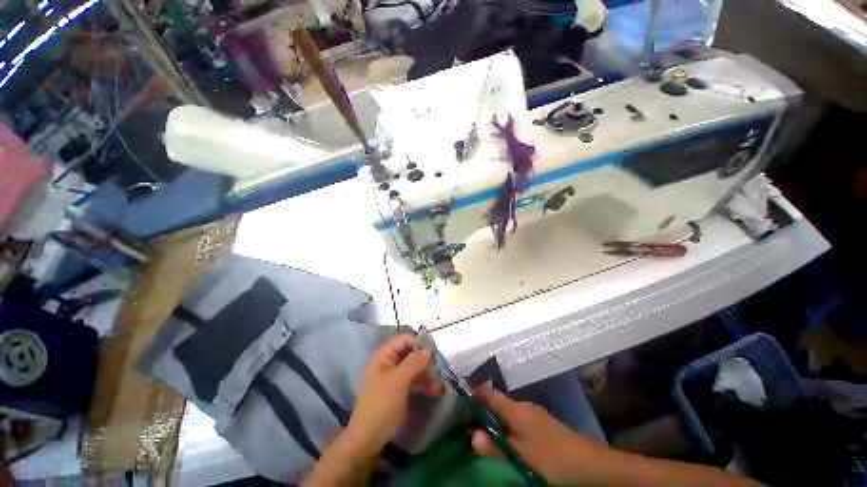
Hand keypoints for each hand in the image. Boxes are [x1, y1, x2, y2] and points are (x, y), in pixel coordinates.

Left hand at [345, 334, 441, 453]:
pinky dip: (423, 384)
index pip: (404, 339)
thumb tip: (428, 349)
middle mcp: (389, 362)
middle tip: (437, 369)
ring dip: (426, 374)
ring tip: (439, 385)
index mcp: (384, 355)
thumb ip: (414, 362)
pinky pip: (413, 380)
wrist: (368, 438)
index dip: (418, 343)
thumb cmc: (381, 404)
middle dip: (424, 361)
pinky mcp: (398, 389)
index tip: (433, 351)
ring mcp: (393, 376)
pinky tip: (435, 391)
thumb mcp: (398, 381)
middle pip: (410, 353)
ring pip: (413, 368)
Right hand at [471, 388, 602, 484]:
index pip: (491, 394)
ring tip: (485, 433)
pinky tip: (508, 440)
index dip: (476, 394)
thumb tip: (473, 437)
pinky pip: (518, 420)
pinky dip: (508, 427)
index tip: (462, 399)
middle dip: (485, 411)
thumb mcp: (521, 455)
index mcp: (516, 409)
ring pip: (509, 412)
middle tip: (469, 423)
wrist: (588, 464)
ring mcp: (534, 414)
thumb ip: (496, 445)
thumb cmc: (551, 457)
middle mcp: (524, 406)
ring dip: (497, 420)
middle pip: (499, 403)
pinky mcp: (542, 424)